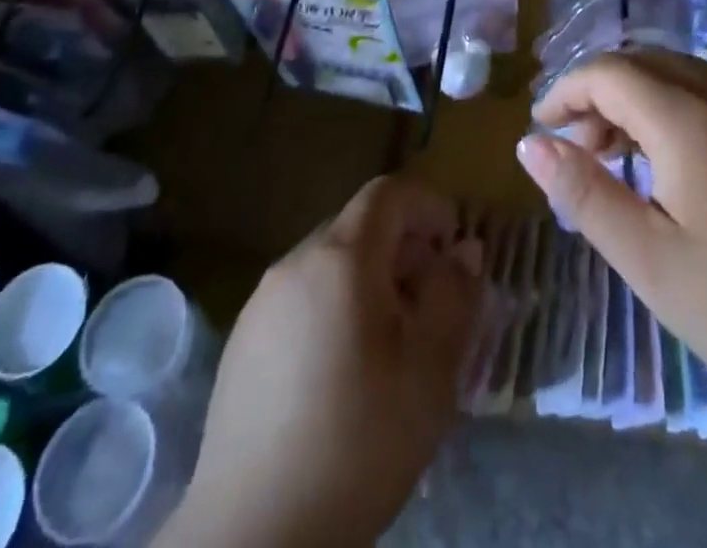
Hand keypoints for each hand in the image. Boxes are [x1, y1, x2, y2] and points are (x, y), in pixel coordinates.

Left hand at [165, 176, 481, 547]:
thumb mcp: (429, 372)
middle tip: (431, 304)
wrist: (253, 535)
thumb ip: (454, 298)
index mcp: (341, 258)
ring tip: (391, 343)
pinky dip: (333, 307)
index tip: (454, 249)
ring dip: (369, 280)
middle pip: (359, 226)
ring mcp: (262, 301)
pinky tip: (341, 372)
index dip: (429, 206)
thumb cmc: (357, 443)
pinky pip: (300, 297)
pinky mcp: (241, 341)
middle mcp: (296, 262)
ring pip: (330, 262)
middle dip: (404, 248)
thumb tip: (465, 251)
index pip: (389, 193)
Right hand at [517, 51, 706, 446]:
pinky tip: (674, 168)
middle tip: (576, 145)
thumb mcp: (650, 260)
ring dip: (638, 99)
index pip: (611, 72)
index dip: (567, 90)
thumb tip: (530, 144)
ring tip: (617, 156)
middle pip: (647, 63)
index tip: (540, 128)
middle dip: (600, 91)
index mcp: (690, 121)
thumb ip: (586, 193)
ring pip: (683, 77)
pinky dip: (674, 111)